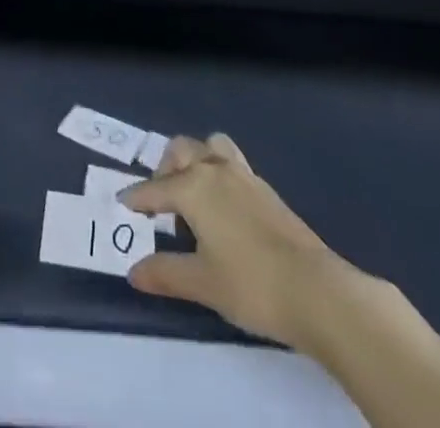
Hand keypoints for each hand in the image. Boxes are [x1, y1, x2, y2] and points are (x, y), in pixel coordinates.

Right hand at [120, 133, 389, 356]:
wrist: (317, 291)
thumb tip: (134, 271)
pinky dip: (218, 174)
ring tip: (193, 194)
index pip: (155, 189)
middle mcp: (215, 171)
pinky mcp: (267, 191)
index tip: (122, 203)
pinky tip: (223, 209)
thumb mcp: (202, 283)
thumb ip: (165, 273)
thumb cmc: (251, 285)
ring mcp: (245, 177)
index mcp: (194, 187)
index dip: (136, 198)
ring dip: (195, 161)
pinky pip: (231, 164)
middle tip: (160, 202)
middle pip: (182, 150)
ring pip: (210, 148)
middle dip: (165, 169)